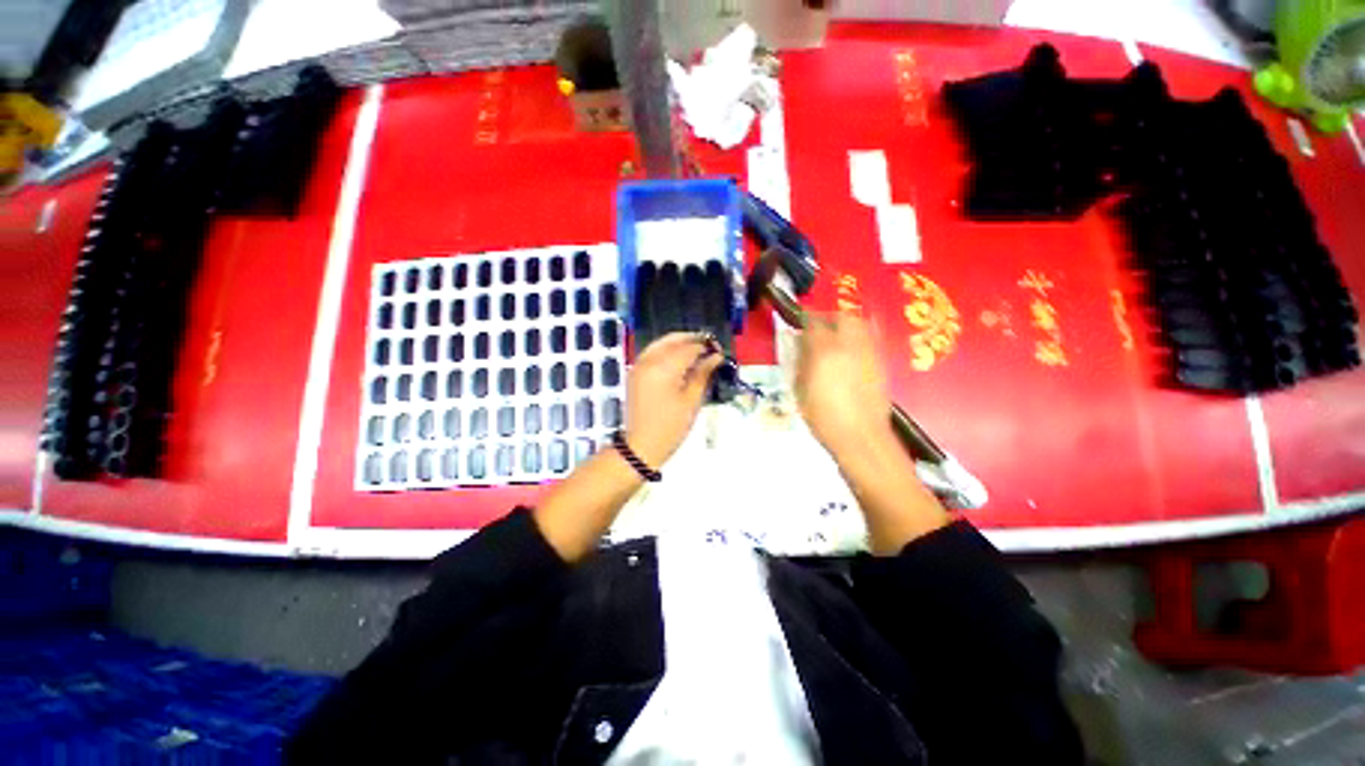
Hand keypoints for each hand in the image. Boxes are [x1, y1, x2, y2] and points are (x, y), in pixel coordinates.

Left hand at [623, 333, 723, 466]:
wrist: (641, 446)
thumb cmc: (671, 427)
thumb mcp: (691, 401)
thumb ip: (702, 374)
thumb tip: (715, 357)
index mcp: (663, 368)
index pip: (688, 348)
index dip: (706, 348)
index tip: (719, 351)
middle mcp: (648, 361)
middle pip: (672, 340)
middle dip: (691, 340)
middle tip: (709, 345)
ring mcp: (638, 365)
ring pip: (661, 343)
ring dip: (679, 343)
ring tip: (697, 350)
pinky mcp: (635, 372)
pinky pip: (652, 352)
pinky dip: (666, 350)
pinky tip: (679, 357)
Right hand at [796, 313, 893, 455]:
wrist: (860, 437)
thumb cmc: (823, 417)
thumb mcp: (801, 390)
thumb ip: (799, 362)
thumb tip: (798, 344)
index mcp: (825, 352)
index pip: (814, 324)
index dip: (804, 321)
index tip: (798, 326)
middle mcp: (850, 346)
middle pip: (843, 317)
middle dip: (829, 318)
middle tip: (818, 328)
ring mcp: (869, 353)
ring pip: (861, 325)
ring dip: (846, 325)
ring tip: (836, 338)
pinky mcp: (881, 364)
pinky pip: (871, 340)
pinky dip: (859, 338)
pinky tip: (850, 353)